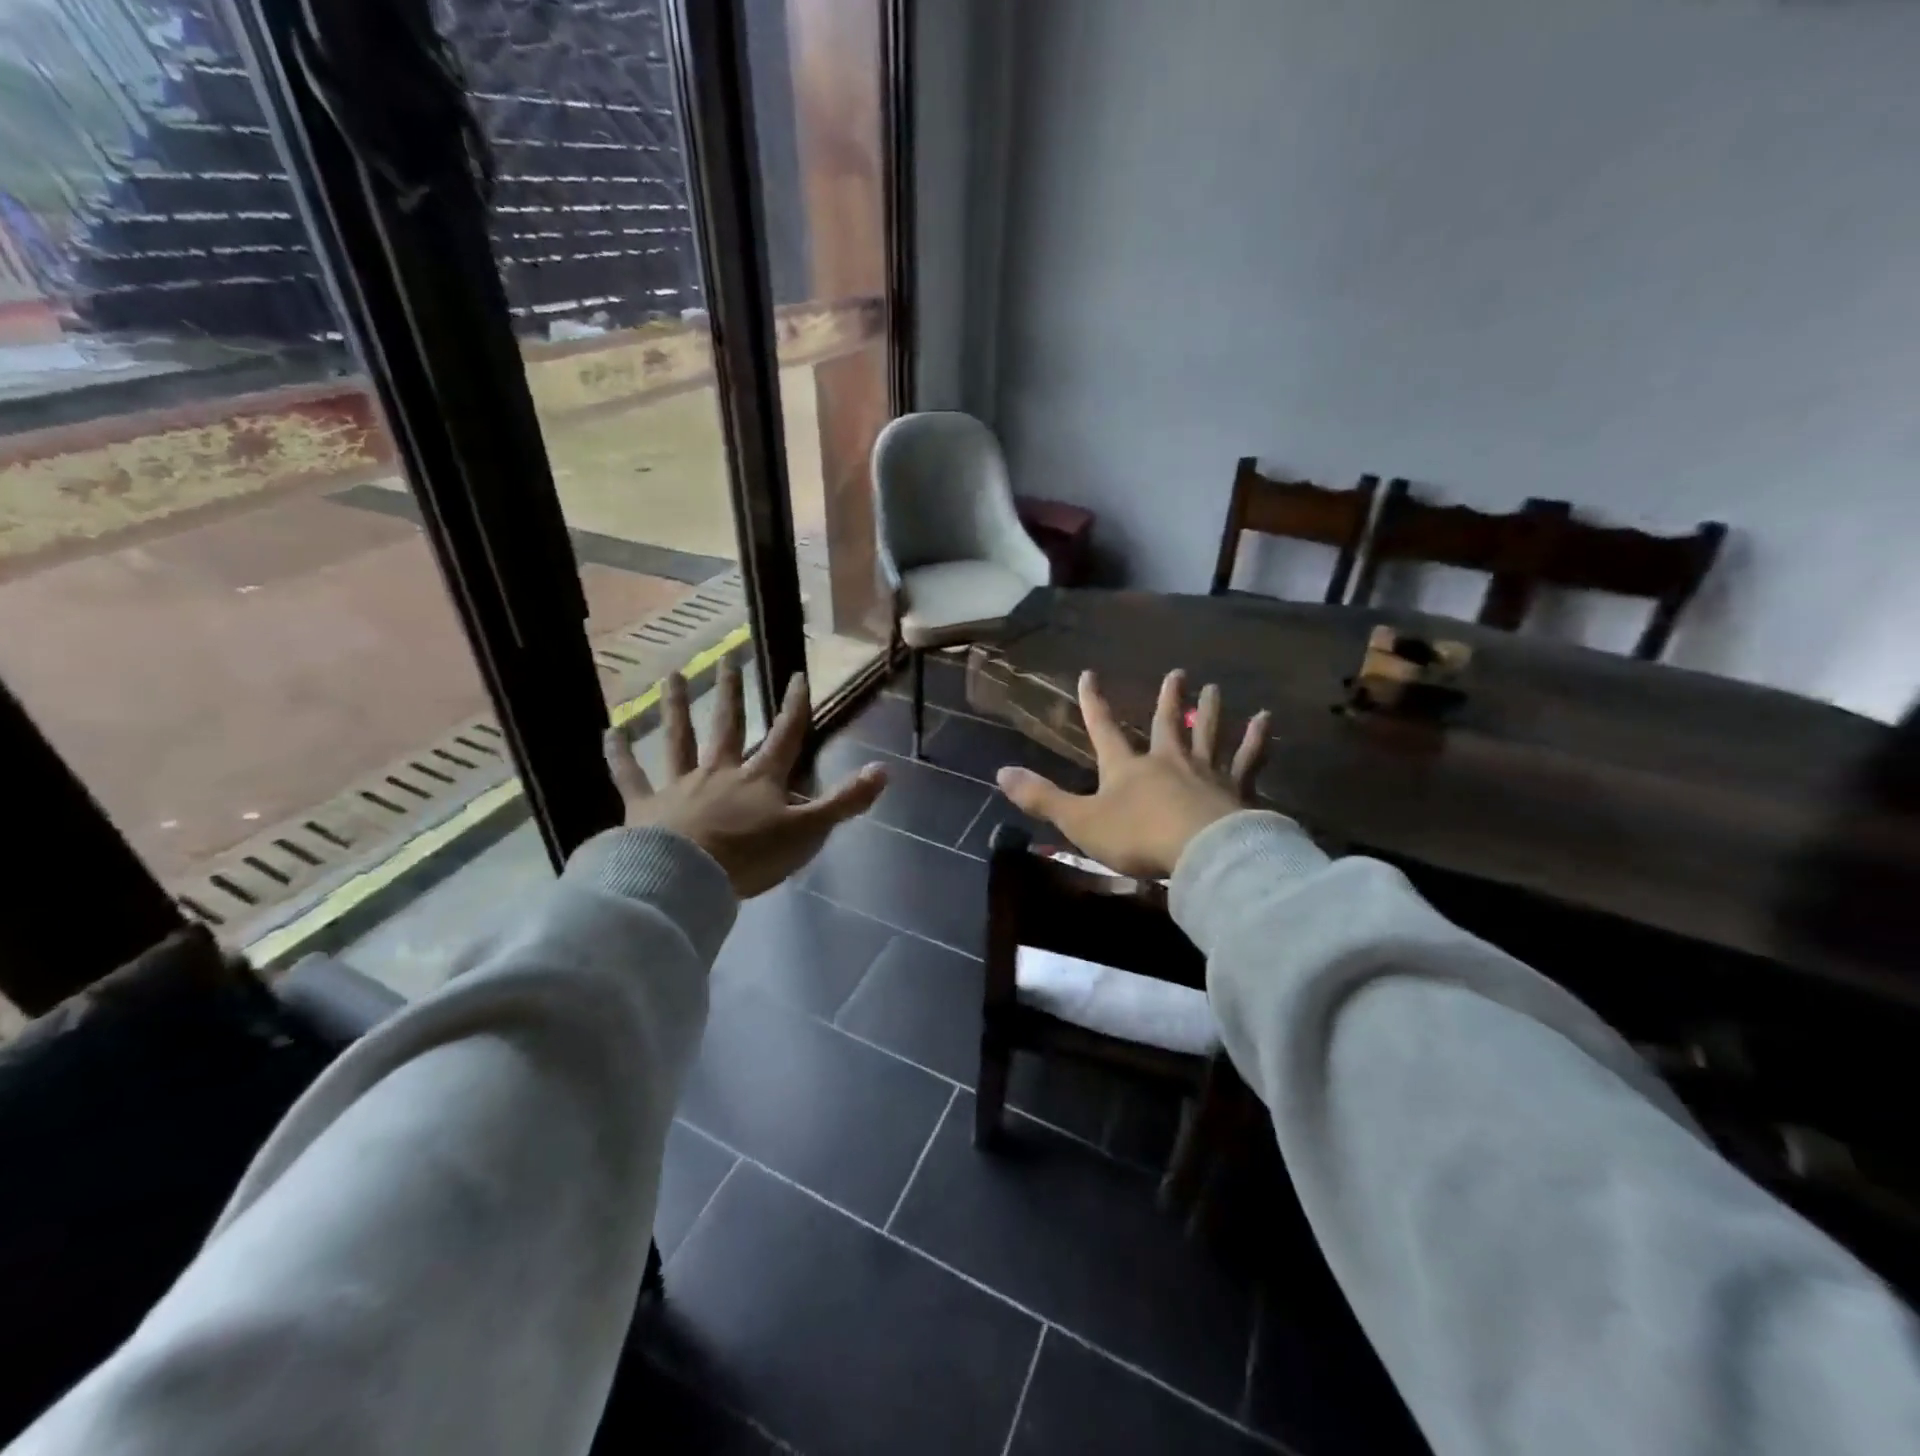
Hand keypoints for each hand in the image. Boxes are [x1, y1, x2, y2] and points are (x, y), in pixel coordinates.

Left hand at [603, 659, 886, 897]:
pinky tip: (609, 732)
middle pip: (729, 726)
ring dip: (677, 707)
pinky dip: (619, 755)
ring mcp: (681, 786)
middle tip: (728, 658)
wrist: (688, 878)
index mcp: (761, 780)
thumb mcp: (808, 832)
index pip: (785, 736)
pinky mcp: (646, 806)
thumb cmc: (751, 856)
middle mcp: (721, 773)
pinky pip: (631, 776)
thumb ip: (845, 802)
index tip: (797, 675)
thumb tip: (884, 771)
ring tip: (672, 676)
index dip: (794, 706)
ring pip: (679, 739)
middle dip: (733, 693)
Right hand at [997, 669, 1270, 877]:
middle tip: (1178, 673)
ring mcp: (1206, 773)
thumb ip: (1042, 797)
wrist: (1200, 852)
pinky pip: (1249, 760)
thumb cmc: (1136, 837)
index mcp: (1126, 768)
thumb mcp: (1080, 821)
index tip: (1089, 674)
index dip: (1093, 703)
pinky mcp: (1237, 790)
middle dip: (1169, 699)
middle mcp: (1167, 761)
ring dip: (1211, 711)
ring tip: (1215, 687)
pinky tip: (1266, 721)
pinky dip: (1257, 740)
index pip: (1104, 729)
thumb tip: (1000, 772)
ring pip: (1208, 735)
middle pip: (1167, 723)